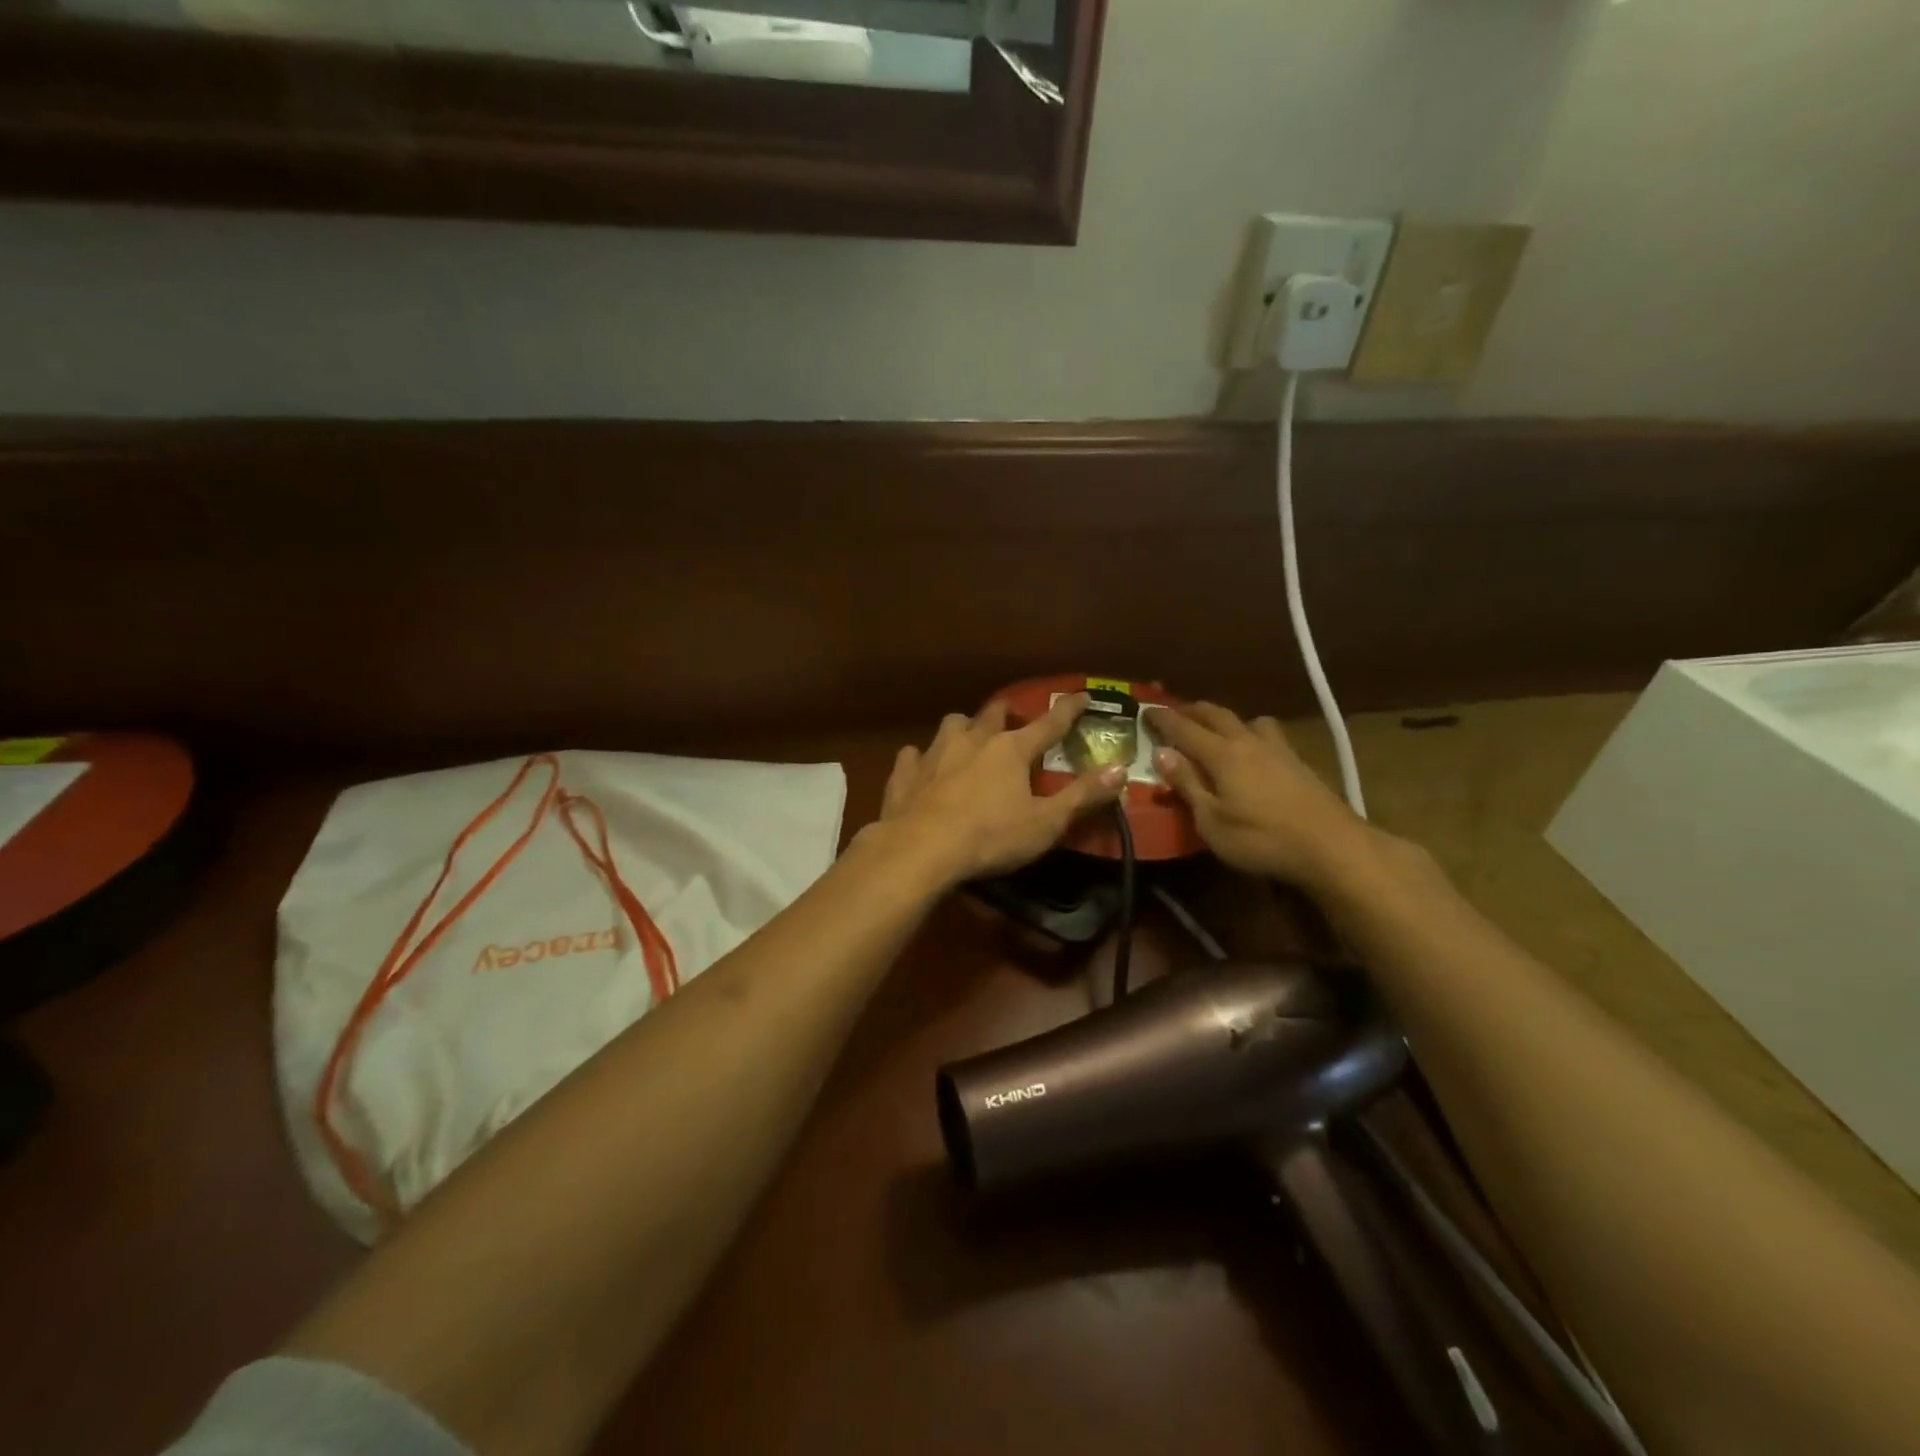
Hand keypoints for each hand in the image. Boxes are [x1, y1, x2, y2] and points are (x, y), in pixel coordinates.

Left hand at [879, 694, 1127, 884]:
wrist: (920, 849)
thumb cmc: (990, 837)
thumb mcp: (1046, 822)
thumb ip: (1082, 795)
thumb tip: (1120, 769)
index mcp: (1011, 750)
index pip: (1049, 724)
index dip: (1069, 710)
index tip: (1083, 696)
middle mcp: (973, 740)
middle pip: (993, 714)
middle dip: (1007, 712)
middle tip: (1012, 718)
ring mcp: (935, 753)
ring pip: (952, 725)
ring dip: (963, 728)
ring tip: (967, 738)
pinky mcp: (905, 773)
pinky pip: (913, 754)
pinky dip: (921, 758)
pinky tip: (921, 766)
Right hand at [1148, 702, 1371, 889]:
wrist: (1332, 846)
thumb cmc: (1262, 839)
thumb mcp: (1211, 821)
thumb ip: (1187, 785)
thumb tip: (1160, 753)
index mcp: (1221, 754)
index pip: (1183, 728)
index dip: (1162, 718)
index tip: (1146, 710)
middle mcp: (1247, 742)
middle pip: (1216, 714)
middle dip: (1192, 710)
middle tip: (1175, 712)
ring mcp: (1278, 749)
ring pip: (1247, 720)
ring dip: (1226, 718)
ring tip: (1218, 729)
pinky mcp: (1299, 762)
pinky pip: (1268, 734)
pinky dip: (1250, 733)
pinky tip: (1254, 752)